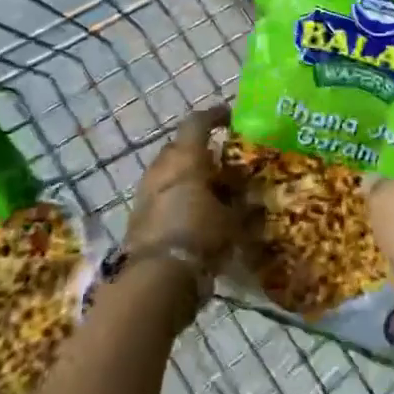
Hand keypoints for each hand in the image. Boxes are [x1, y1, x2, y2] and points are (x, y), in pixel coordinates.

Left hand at [124, 107, 238, 273]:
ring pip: (170, 171)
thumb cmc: (200, 235)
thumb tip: (254, 197)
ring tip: (211, 189)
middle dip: (201, 150)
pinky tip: (194, 211)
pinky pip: (162, 193)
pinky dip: (178, 195)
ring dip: (188, 174)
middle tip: (223, 161)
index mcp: (186, 157)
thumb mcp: (232, 219)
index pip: (198, 121)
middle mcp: (162, 166)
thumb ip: (242, 204)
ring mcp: (146, 189)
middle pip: (182, 146)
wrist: (157, 277)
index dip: (216, 116)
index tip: (231, 118)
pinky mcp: (138, 213)